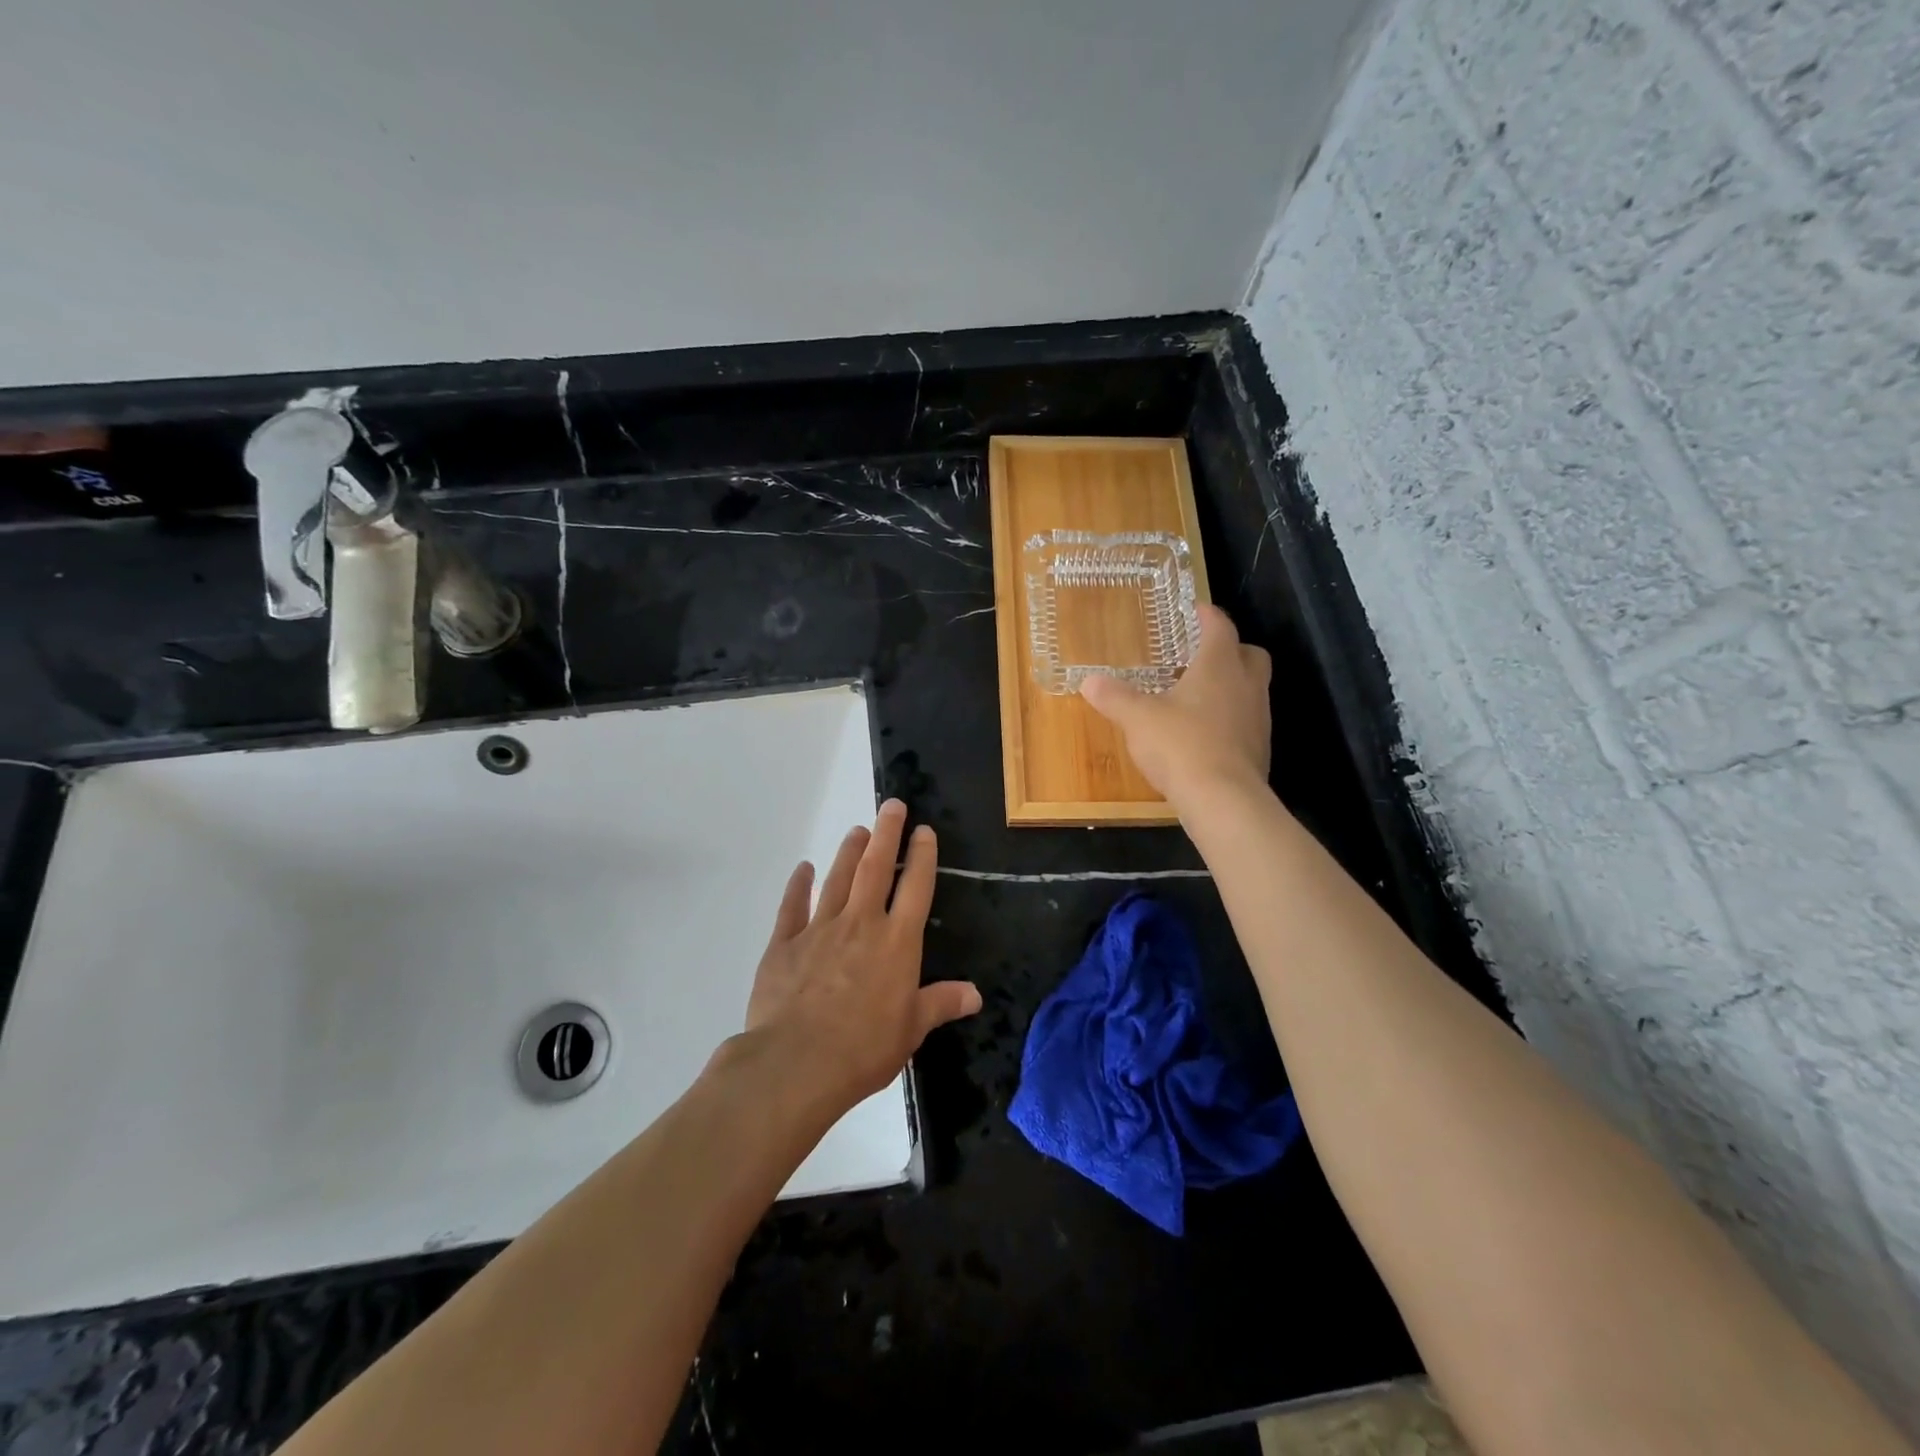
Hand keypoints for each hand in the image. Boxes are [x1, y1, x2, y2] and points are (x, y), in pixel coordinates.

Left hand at [743, 799, 981, 1110]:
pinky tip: (803, 869)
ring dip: (848, 852)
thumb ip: (941, 1003)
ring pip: (837, 879)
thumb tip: (976, 993)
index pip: (915, 887)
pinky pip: (792, 906)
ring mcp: (819, 929)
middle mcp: (861, 924)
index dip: (922, 855)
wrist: (797, 1063)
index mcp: (897, 942)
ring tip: (857, 830)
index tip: (924, 830)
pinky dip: (798, 885)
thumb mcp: (912, 1029)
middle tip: (891, 805)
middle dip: (886, 833)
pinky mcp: (785, 944)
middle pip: (875, 868)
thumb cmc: (864, 1048)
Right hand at [1080, 604, 1272, 806]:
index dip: (1207, 615)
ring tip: (1197, 697)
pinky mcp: (1259, 749)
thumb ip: (1114, 697)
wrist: (1223, 800)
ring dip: (1230, 687)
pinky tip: (1204, 735)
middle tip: (1201, 655)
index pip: (1220, 627)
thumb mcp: (1137, 718)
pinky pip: (1246, 722)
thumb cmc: (1181, 745)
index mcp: (1219, 666)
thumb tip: (1089, 681)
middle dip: (1230, 649)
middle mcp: (1246, 685)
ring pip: (1251, 689)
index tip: (1195, 609)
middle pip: (1249, 654)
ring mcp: (1258, 719)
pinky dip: (1229, 720)